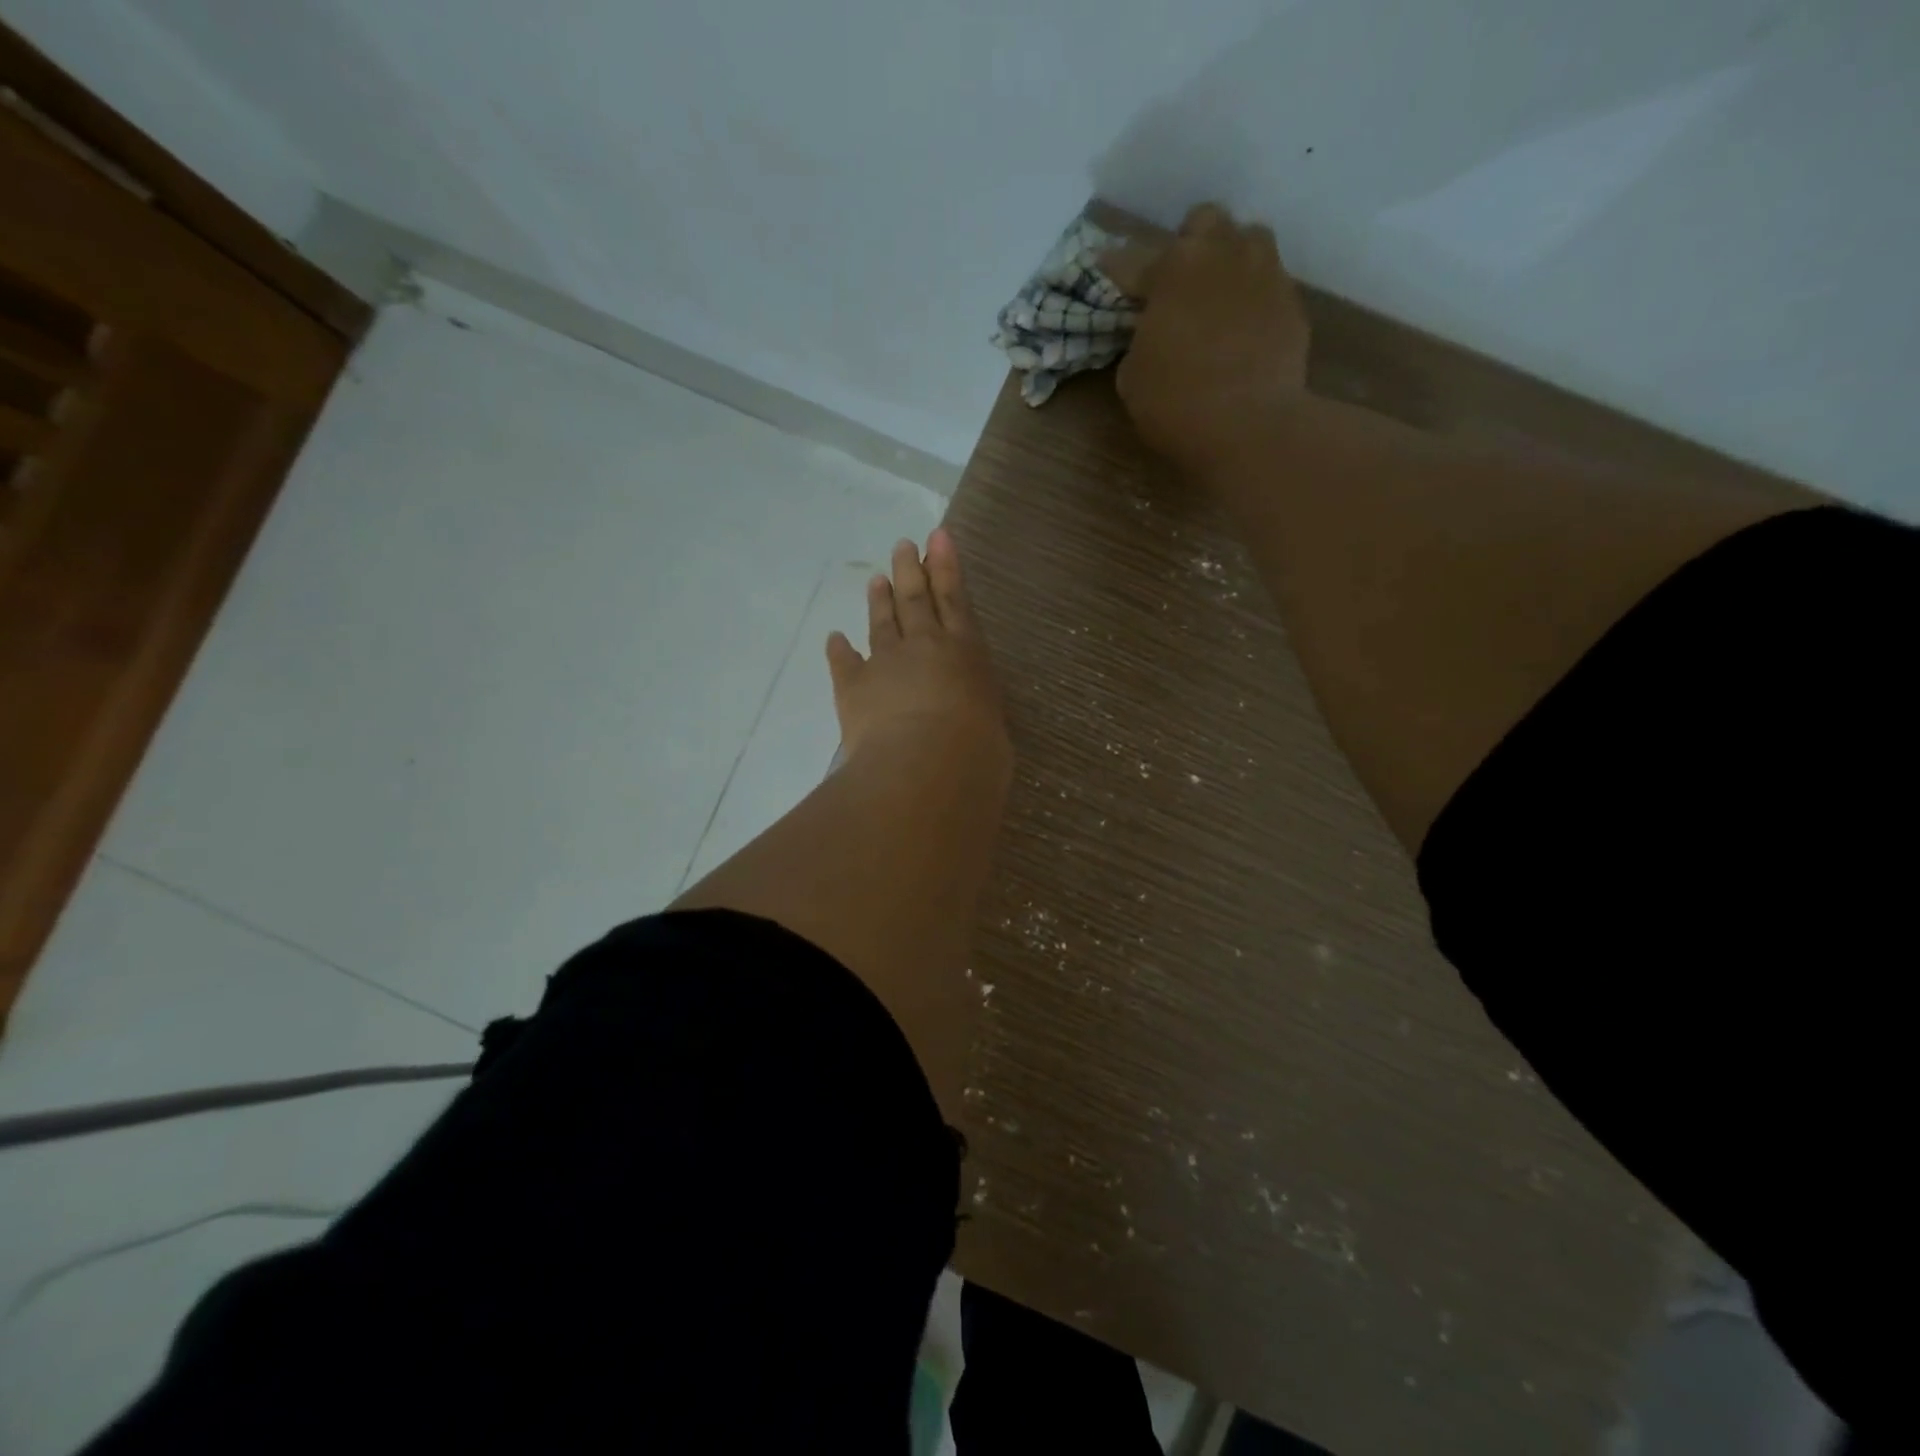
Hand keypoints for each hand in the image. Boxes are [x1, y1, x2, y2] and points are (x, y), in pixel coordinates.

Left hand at [827, 529, 1009, 768]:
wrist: (925, 765)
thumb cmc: (975, 751)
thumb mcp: (991, 728)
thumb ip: (977, 713)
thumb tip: (969, 720)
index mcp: (965, 652)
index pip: (955, 600)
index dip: (946, 566)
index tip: (938, 538)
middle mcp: (925, 646)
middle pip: (916, 600)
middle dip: (910, 570)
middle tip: (903, 546)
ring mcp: (885, 662)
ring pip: (882, 622)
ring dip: (879, 600)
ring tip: (876, 580)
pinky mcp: (853, 686)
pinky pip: (844, 662)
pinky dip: (839, 649)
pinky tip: (834, 638)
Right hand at [1100, 203, 1310, 481]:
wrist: (1249, 426)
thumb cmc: (1176, 403)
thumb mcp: (1133, 377)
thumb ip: (1140, 340)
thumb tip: (1151, 332)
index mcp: (1172, 268)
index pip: (1131, 259)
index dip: (1115, 268)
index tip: (1105, 268)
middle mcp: (1221, 254)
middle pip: (1203, 222)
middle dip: (1188, 244)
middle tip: (1177, 282)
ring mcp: (1263, 273)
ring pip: (1248, 240)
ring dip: (1229, 259)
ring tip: (1219, 295)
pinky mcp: (1292, 302)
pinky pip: (1269, 284)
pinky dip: (1253, 299)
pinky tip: (1245, 330)